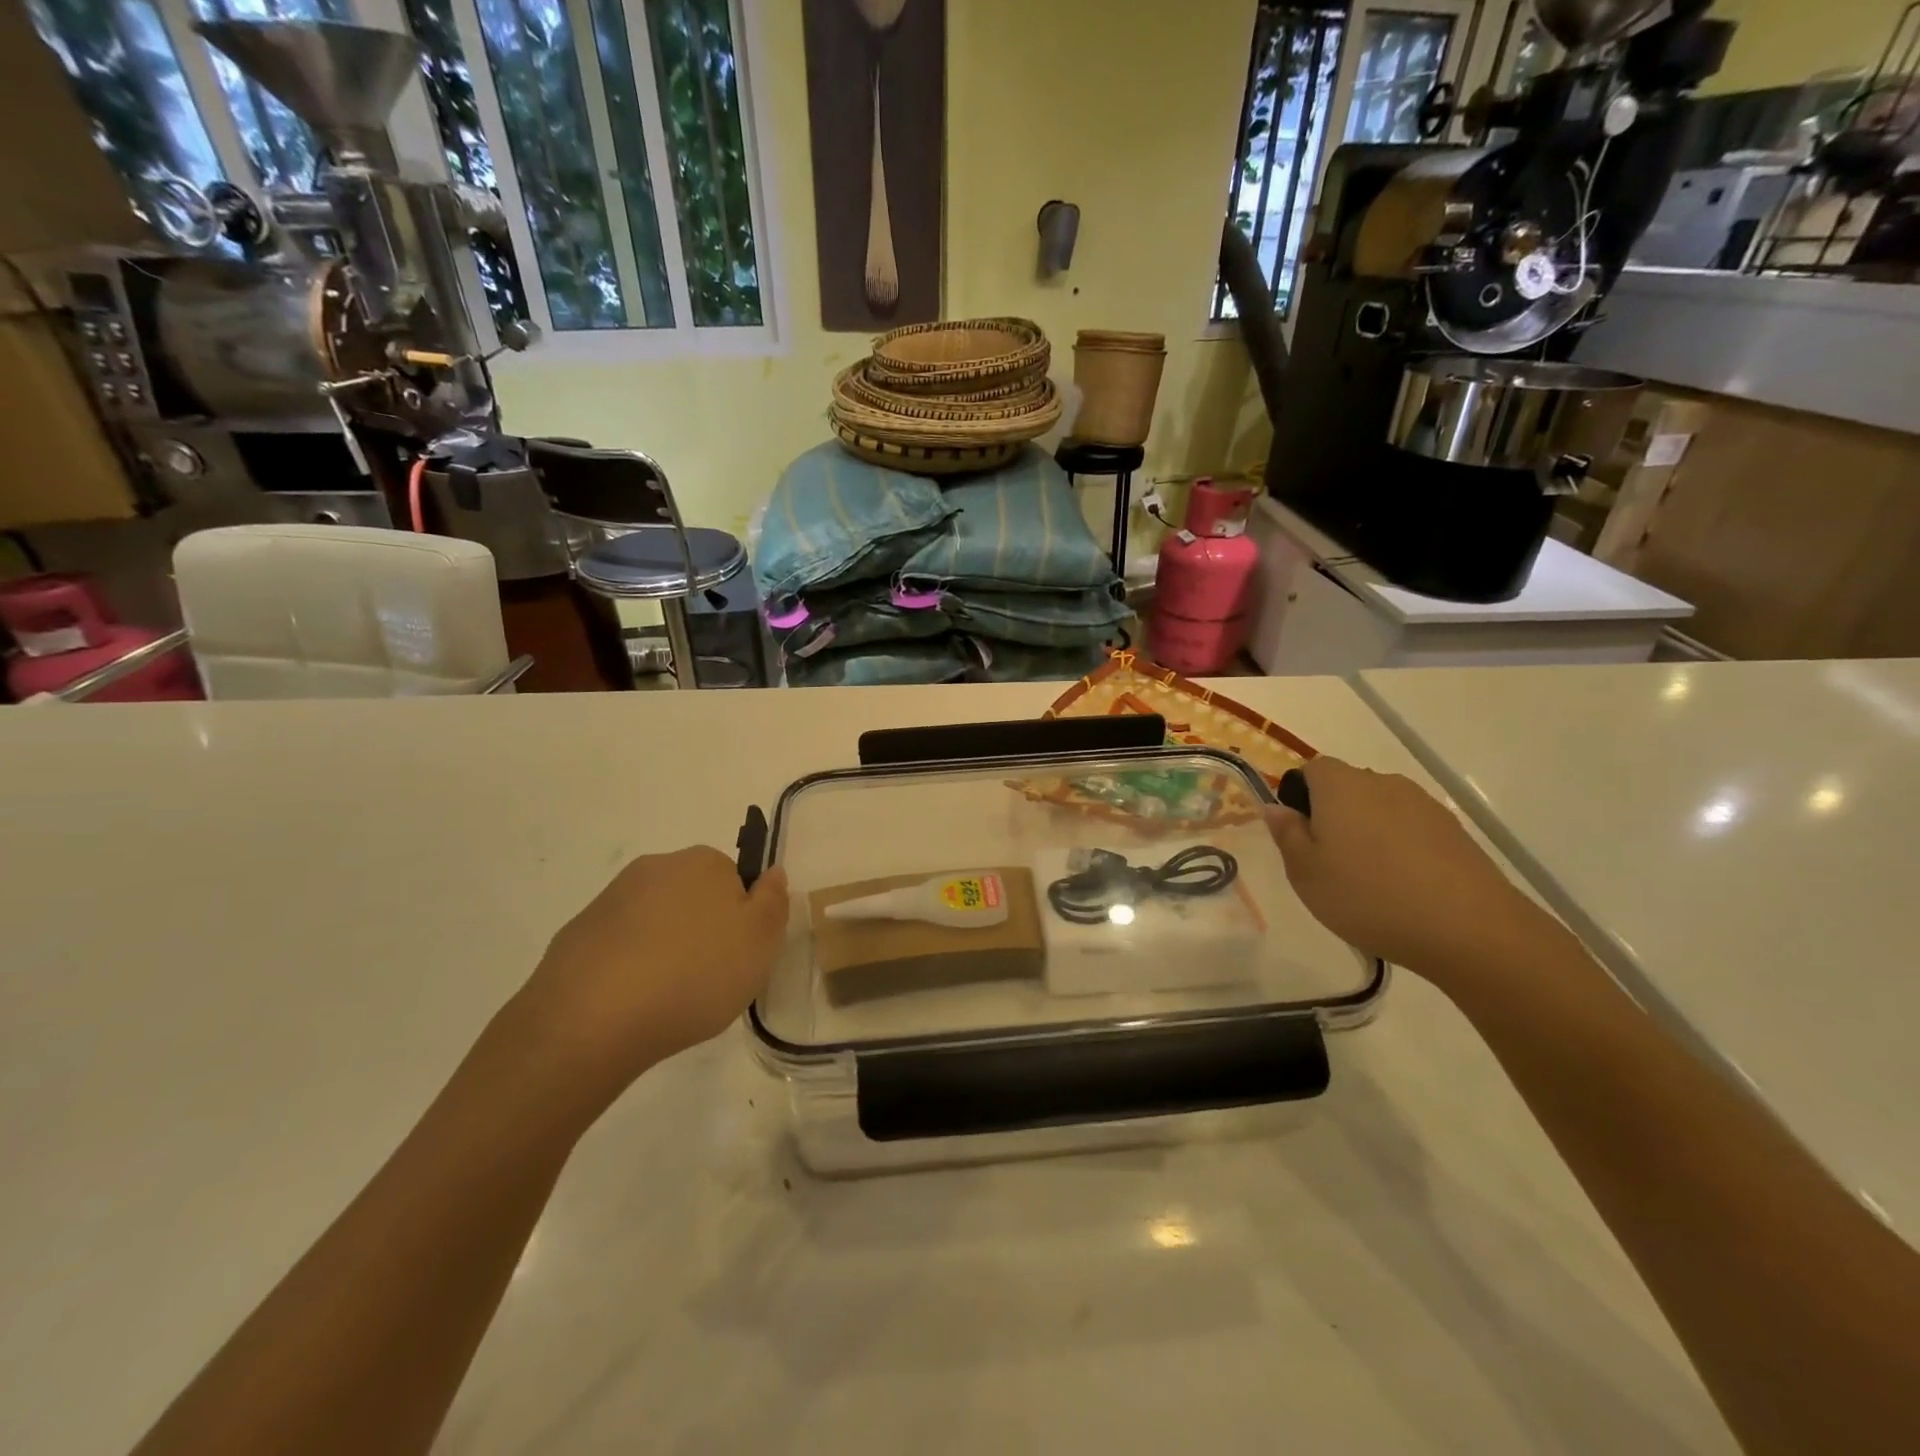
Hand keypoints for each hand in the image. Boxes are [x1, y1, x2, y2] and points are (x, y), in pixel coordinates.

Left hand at [502, 847, 789, 1114]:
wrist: (591, 1019)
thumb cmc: (694, 974)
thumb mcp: (761, 941)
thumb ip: (774, 901)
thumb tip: (772, 873)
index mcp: (703, 862)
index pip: (735, 880)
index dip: (742, 920)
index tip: (739, 956)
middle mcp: (656, 867)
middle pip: (694, 897)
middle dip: (703, 931)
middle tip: (710, 979)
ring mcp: (610, 900)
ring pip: (655, 921)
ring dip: (665, 949)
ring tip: (668, 998)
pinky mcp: (577, 935)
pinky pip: (619, 947)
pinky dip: (629, 967)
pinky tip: (631, 1003)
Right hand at [1266, 756, 1548, 987]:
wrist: (1469, 929)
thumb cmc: (1368, 896)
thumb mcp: (1305, 873)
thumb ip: (1286, 834)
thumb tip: (1276, 807)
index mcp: (1341, 785)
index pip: (1311, 769)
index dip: (1300, 796)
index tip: (1300, 835)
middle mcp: (1382, 782)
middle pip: (1348, 787)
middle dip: (1334, 815)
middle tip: (1329, 862)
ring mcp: (1424, 804)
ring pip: (1381, 809)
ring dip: (1369, 832)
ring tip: (1370, 880)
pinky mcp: (1454, 830)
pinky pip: (1411, 829)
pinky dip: (1401, 848)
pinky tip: (1404, 887)